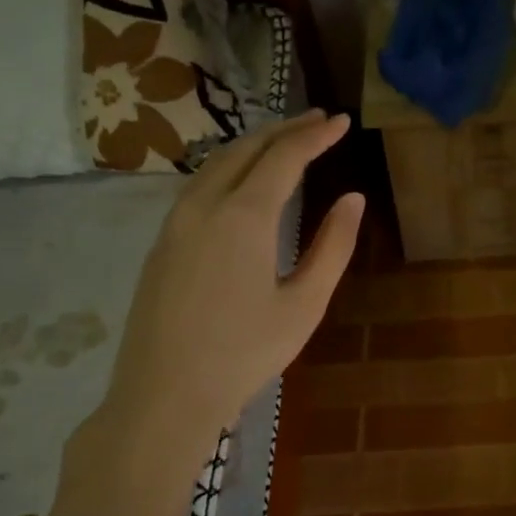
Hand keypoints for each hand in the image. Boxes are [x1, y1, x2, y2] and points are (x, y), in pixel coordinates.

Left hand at [56, 111, 363, 515]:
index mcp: (244, 217)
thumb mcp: (305, 304)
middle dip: (285, 129)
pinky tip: (244, 181)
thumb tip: (353, 199)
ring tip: (285, 141)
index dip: (315, 135)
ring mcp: (175, 222)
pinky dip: (230, 167)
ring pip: (216, 163)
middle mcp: (204, 205)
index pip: (284, 156)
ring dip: (254, 145)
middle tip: (319, 120)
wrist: (163, 395)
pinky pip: (199, 185)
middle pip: (246, 148)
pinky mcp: (161, 242)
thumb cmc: (244, 354)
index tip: (342, 121)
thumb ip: (333, 247)